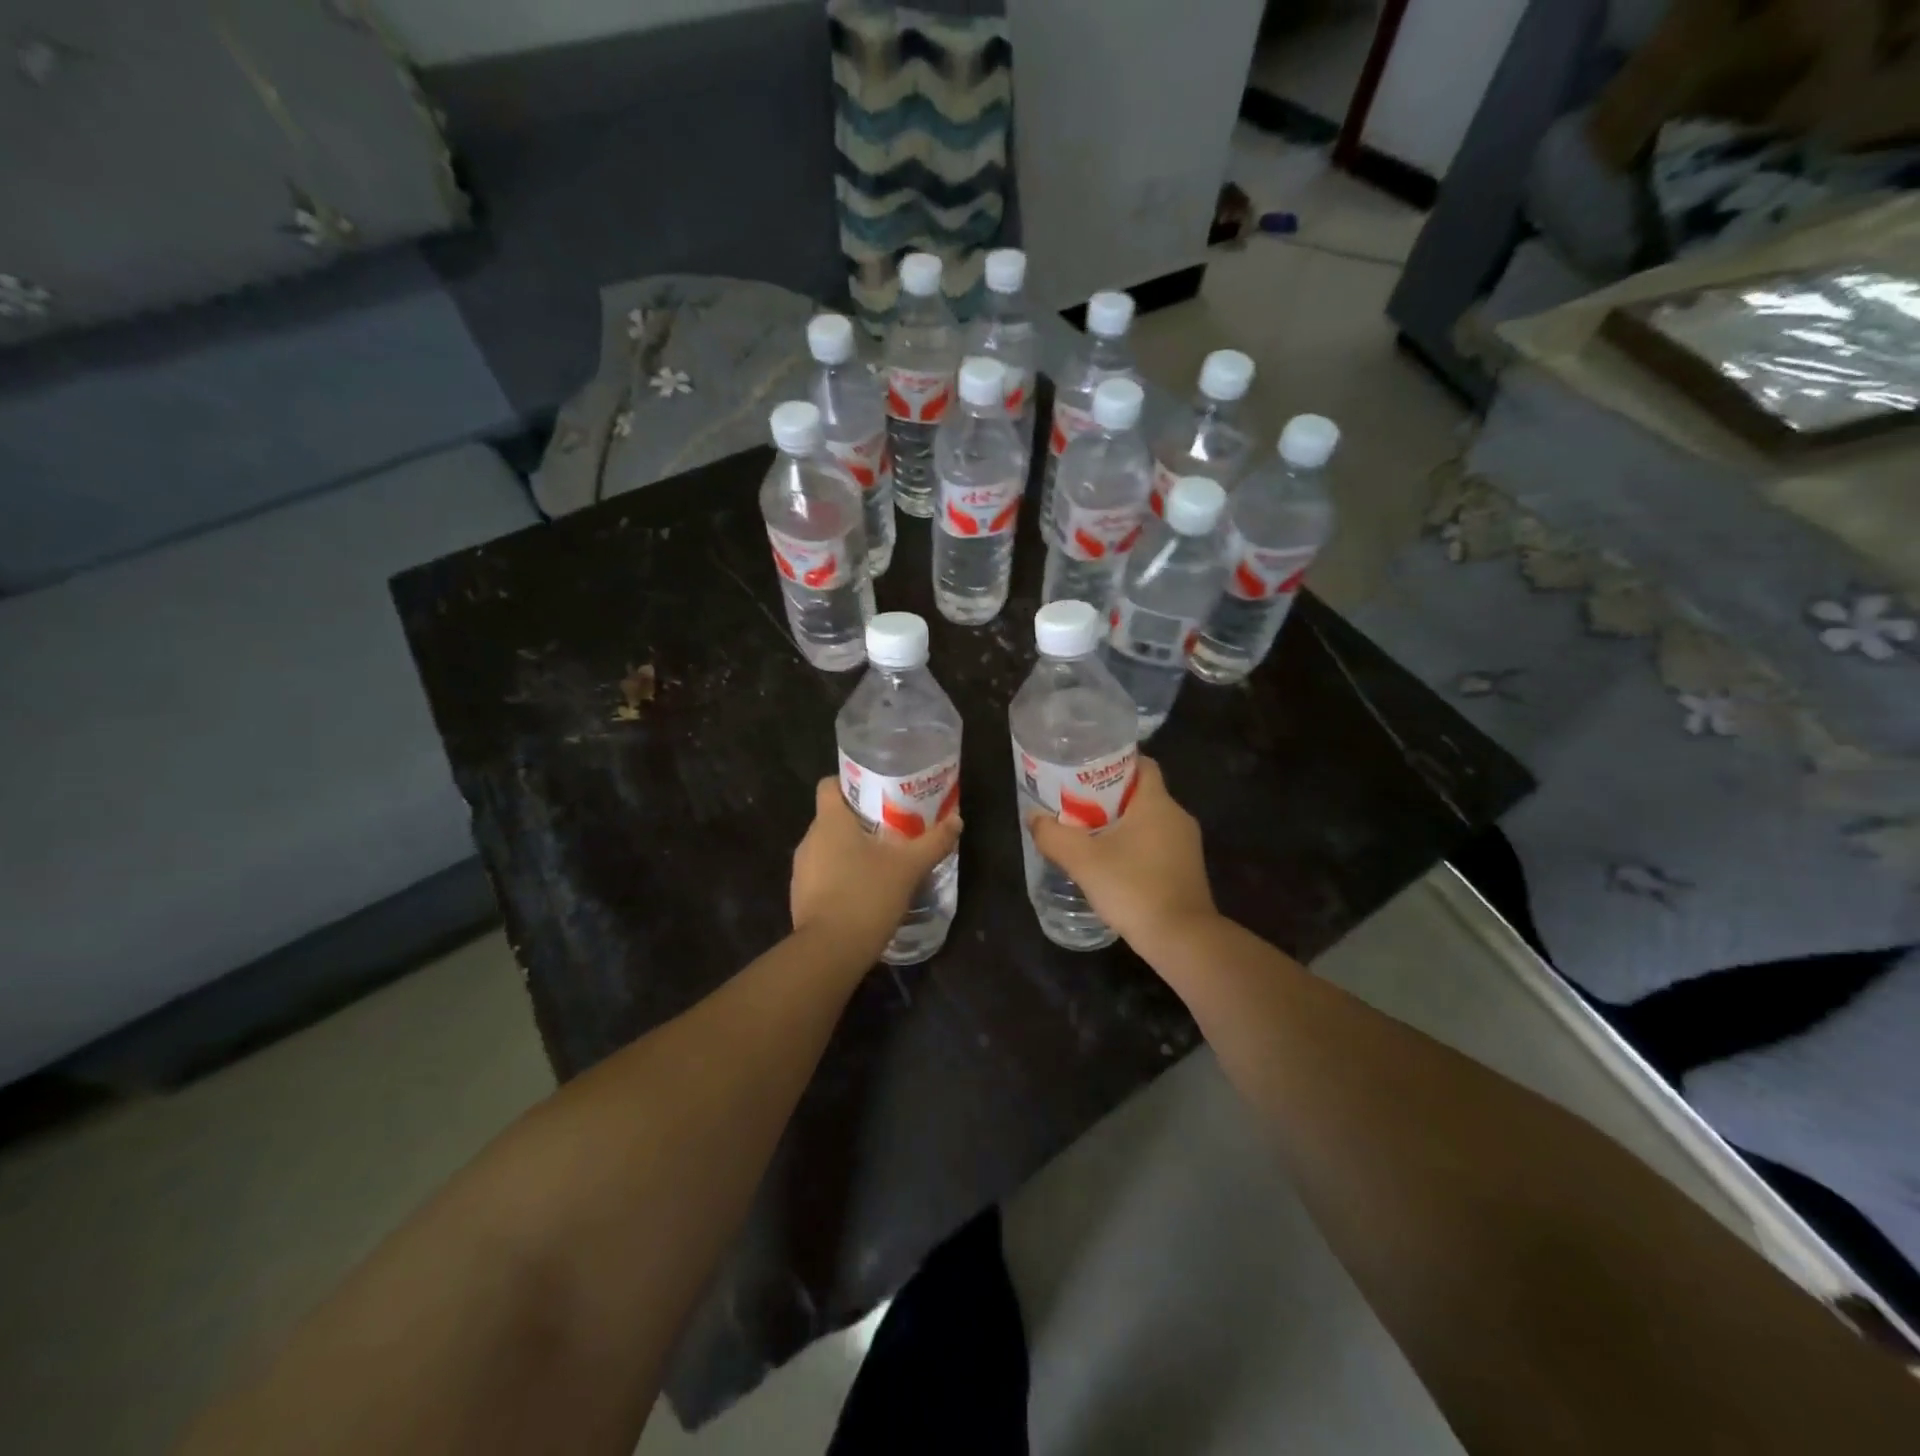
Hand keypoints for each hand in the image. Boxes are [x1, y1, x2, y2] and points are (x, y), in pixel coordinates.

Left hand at [791, 778, 962, 964]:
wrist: (830, 950)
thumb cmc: (867, 895)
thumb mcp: (909, 867)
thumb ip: (934, 841)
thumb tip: (957, 820)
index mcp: (830, 821)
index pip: (830, 785)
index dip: (851, 784)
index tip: (877, 794)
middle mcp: (810, 839)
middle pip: (832, 817)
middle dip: (860, 821)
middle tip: (892, 829)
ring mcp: (801, 870)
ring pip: (828, 847)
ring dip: (850, 851)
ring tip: (882, 861)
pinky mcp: (800, 896)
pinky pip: (823, 874)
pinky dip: (841, 876)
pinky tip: (865, 891)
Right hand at [1027, 757, 1216, 952]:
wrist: (1182, 939)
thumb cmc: (1133, 887)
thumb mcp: (1083, 860)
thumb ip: (1053, 835)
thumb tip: (1034, 818)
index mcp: (1157, 803)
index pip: (1141, 764)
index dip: (1114, 762)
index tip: (1085, 771)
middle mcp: (1177, 817)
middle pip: (1140, 793)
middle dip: (1108, 796)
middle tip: (1075, 805)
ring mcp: (1186, 845)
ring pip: (1148, 821)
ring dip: (1120, 824)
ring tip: (1087, 835)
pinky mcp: (1186, 870)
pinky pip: (1156, 845)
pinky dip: (1134, 847)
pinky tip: (1110, 864)